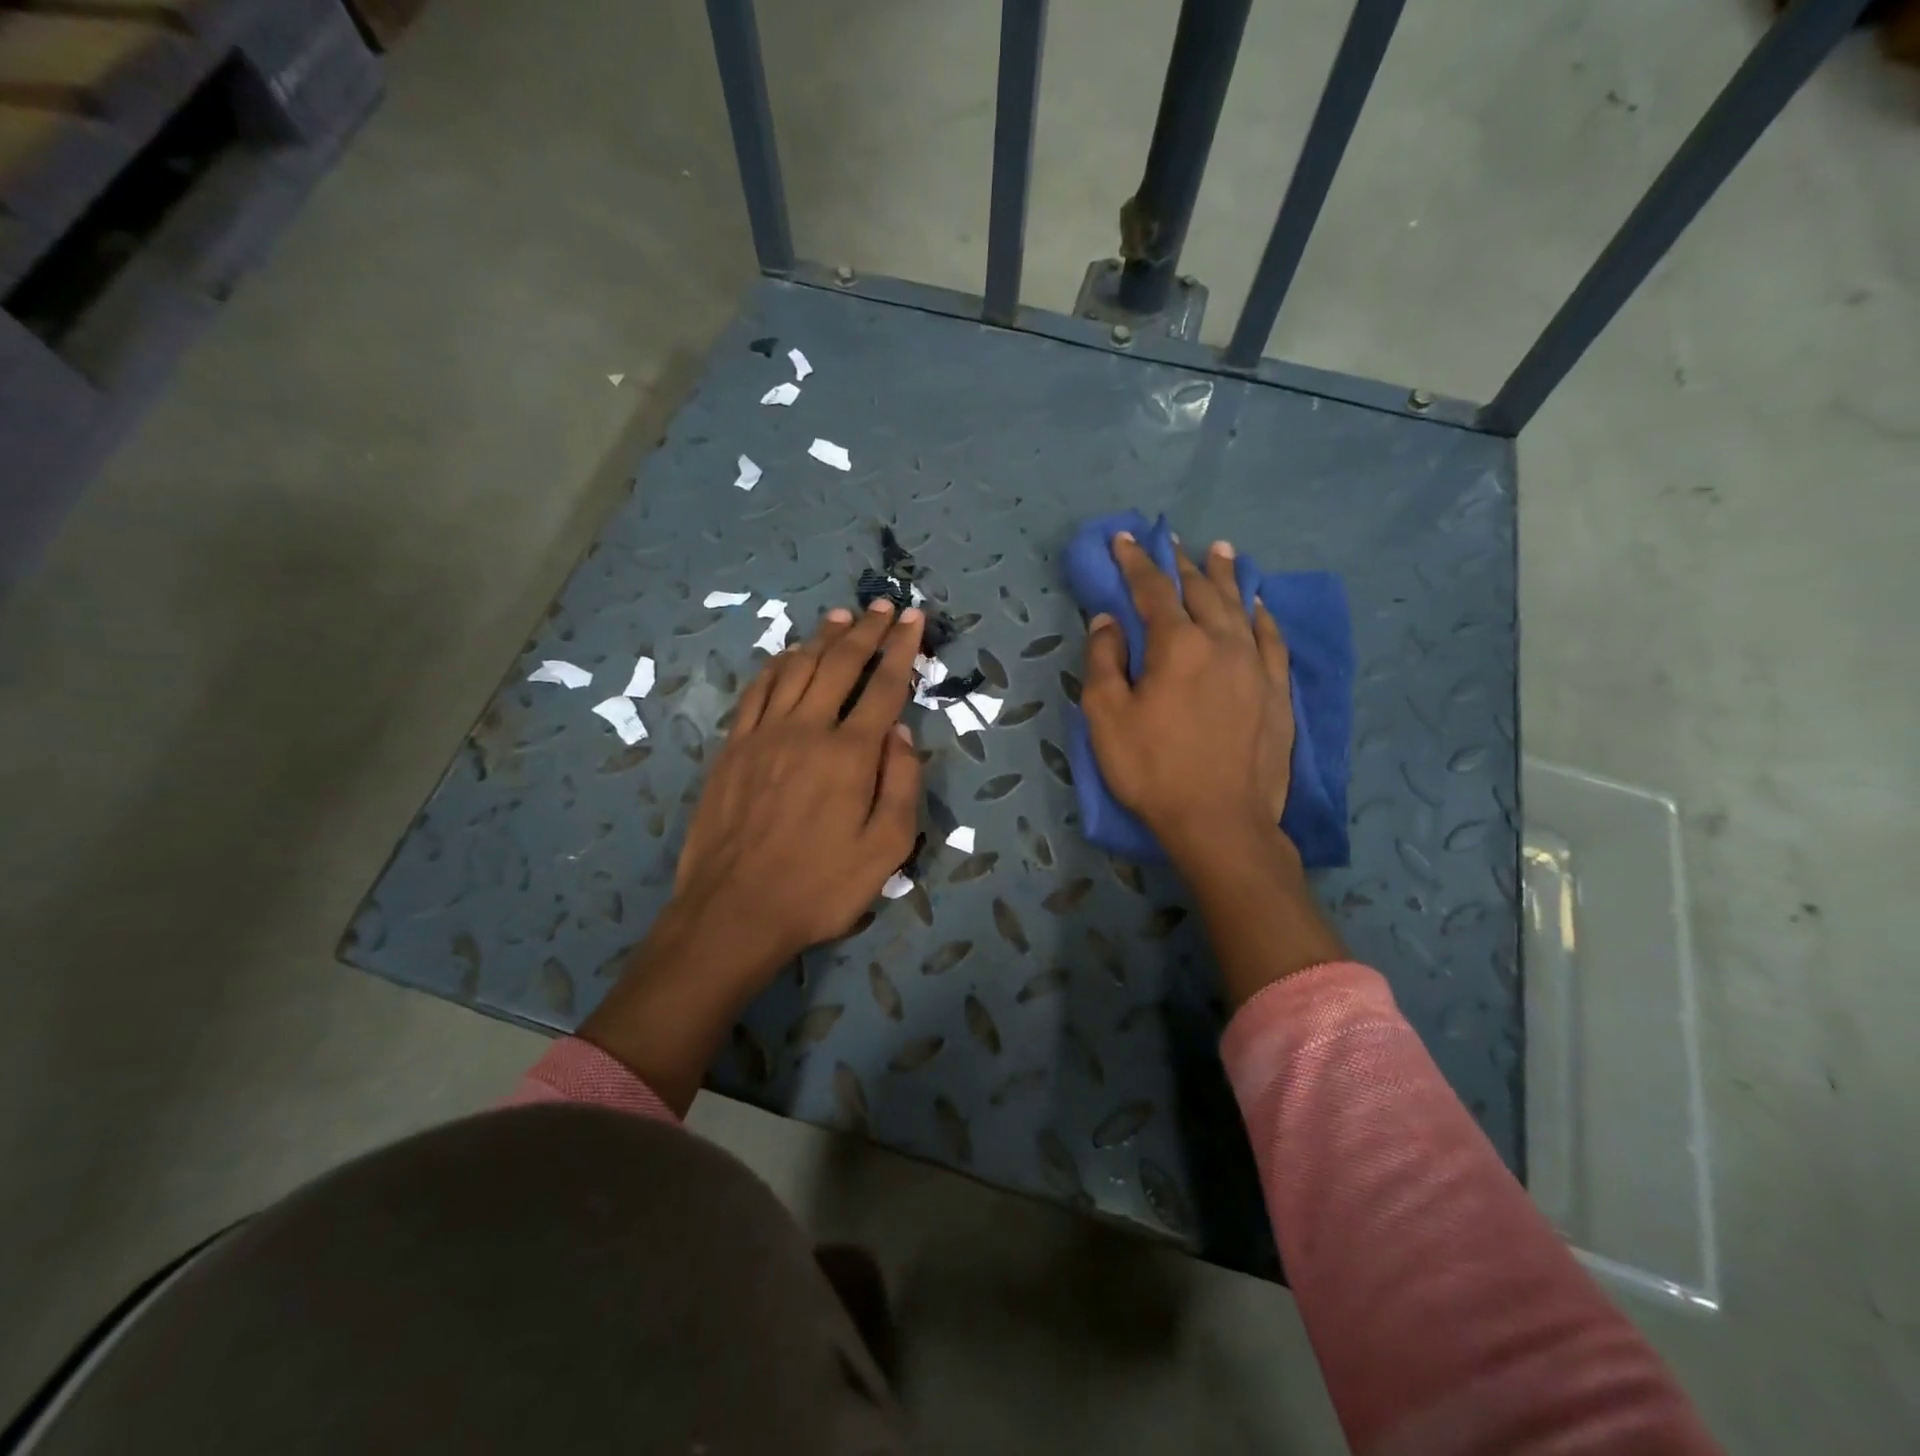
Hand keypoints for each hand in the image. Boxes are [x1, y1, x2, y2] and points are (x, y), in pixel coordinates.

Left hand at [673, 598, 924, 963]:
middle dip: (866, 632)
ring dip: (822, 639)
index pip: (884, 687)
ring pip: (796, 669)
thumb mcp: (885, 849)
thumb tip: (900, 734)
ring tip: (840, 617)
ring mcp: (764, 735)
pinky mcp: (733, 748)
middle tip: (882, 606)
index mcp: (850, 754)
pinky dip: (777, 665)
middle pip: (840, 665)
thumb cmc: (820, 887)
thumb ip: (900, 785)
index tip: (914, 620)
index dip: (902, 650)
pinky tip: (788, 656)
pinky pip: (757, 691)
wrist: (735, 912)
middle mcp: (807, 730)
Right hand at [1081, 533, 1294, 857]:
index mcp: (1177, 645)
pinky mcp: (1276, 691)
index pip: (1152, 590)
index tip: (1123, 539)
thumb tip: (1108, 619)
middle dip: (1180, 563)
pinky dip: (1262, 615)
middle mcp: (1222, 642)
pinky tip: (1258, 605)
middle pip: (1200, 590)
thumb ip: (1103, 660)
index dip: (1135, 562)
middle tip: (1171, 542)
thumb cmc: (1153, 770)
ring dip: (1225, 576)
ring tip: (1220, 550)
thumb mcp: (1106, 717)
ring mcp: (1255, 665)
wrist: (1220, 821)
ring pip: (1239, 606)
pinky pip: (1271, 639)